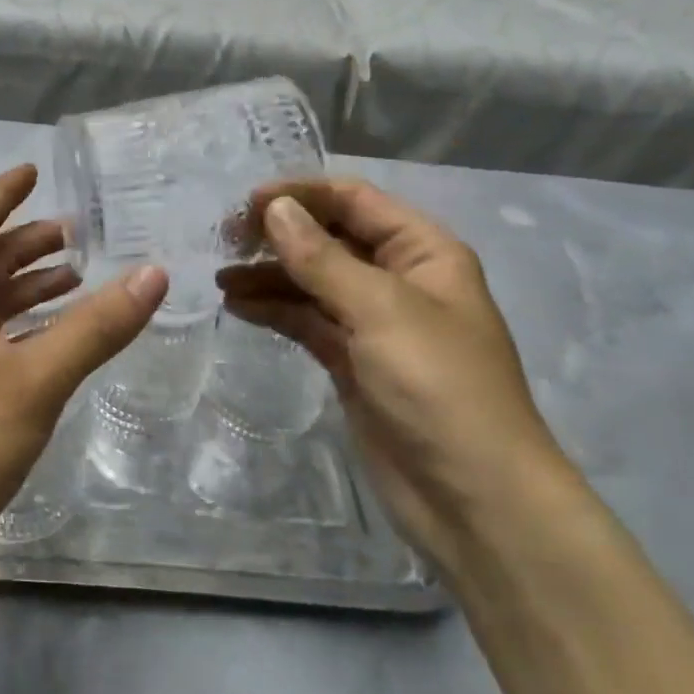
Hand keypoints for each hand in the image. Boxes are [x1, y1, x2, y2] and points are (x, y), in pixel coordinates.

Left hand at [0, 164, 166, 573]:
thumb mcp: (37, 377)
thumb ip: (96, 326)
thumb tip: (155, 274)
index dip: (3, 193)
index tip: (34, 170)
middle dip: (26, 241)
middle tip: (76, 232)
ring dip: (29, 284)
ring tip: (77, 276)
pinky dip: (28, 325)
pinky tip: (60, 336)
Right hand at [218, 179, 571, 562]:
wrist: (472, 497)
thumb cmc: (438, 386)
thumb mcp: (380, 310)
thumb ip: (321, 257)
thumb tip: (275, 208)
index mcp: (422, 252)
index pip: (354, 201)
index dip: (301, 195)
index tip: (246, 205)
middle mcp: (398, 279)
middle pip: (330, 238)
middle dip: (280, 235)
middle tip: (225, 240)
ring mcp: (374, 323)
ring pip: (313, 282)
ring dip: (269, 275)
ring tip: (220, 278)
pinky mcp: (352, 362)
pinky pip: (307, 321)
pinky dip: (275, 311)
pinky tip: (239, 307)